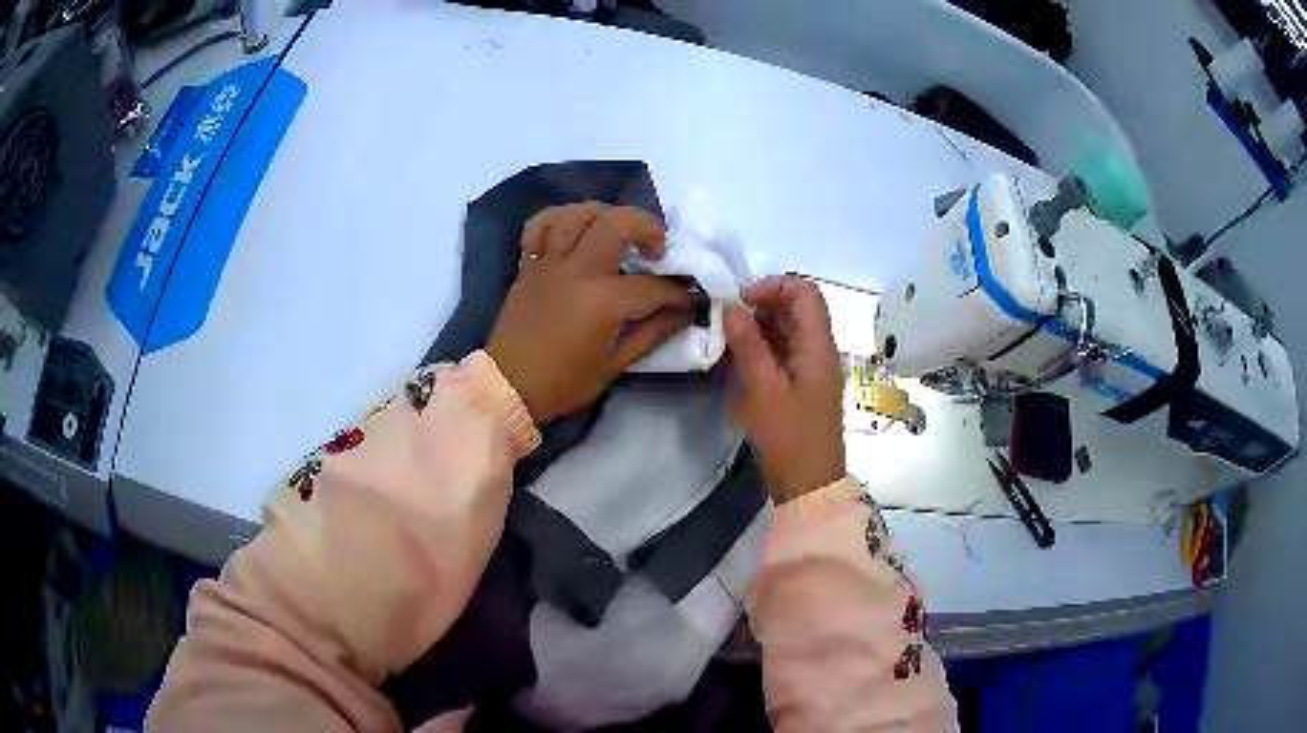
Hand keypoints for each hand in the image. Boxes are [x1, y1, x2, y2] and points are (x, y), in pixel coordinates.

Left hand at [487, 203, 691, 423]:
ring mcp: (548, 262)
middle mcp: (576, 271)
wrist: (508, 386)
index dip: (677, 292)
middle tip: (656, 249)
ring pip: (577, 213)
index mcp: (602, 301)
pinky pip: (540, 226)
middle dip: (647, 227)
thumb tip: (683, 312)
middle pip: (616, 223)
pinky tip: (574, 230)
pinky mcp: (529, 264)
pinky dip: (560, 219)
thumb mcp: (615, 365)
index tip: (687, 297)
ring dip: (605, 215)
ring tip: (616, 233)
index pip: (651, 285)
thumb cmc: (564, 382)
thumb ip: (652, 333)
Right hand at [724, 277, 844, 502]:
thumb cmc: (789, 436)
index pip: (805, 291)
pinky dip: (762, 348)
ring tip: (729, 343)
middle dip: (761, 307)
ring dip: (759, 328)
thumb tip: (731, 306)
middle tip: (728, 323)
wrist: (809, 482)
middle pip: (796, 308)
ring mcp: (812, 366)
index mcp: (819, 345)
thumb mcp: (763, 389)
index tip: (740, 302)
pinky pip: (784, 351)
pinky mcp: (803, 383)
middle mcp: (820, 349)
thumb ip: (748, 343)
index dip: (773, 286)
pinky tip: (739, 361)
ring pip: (787, 329)